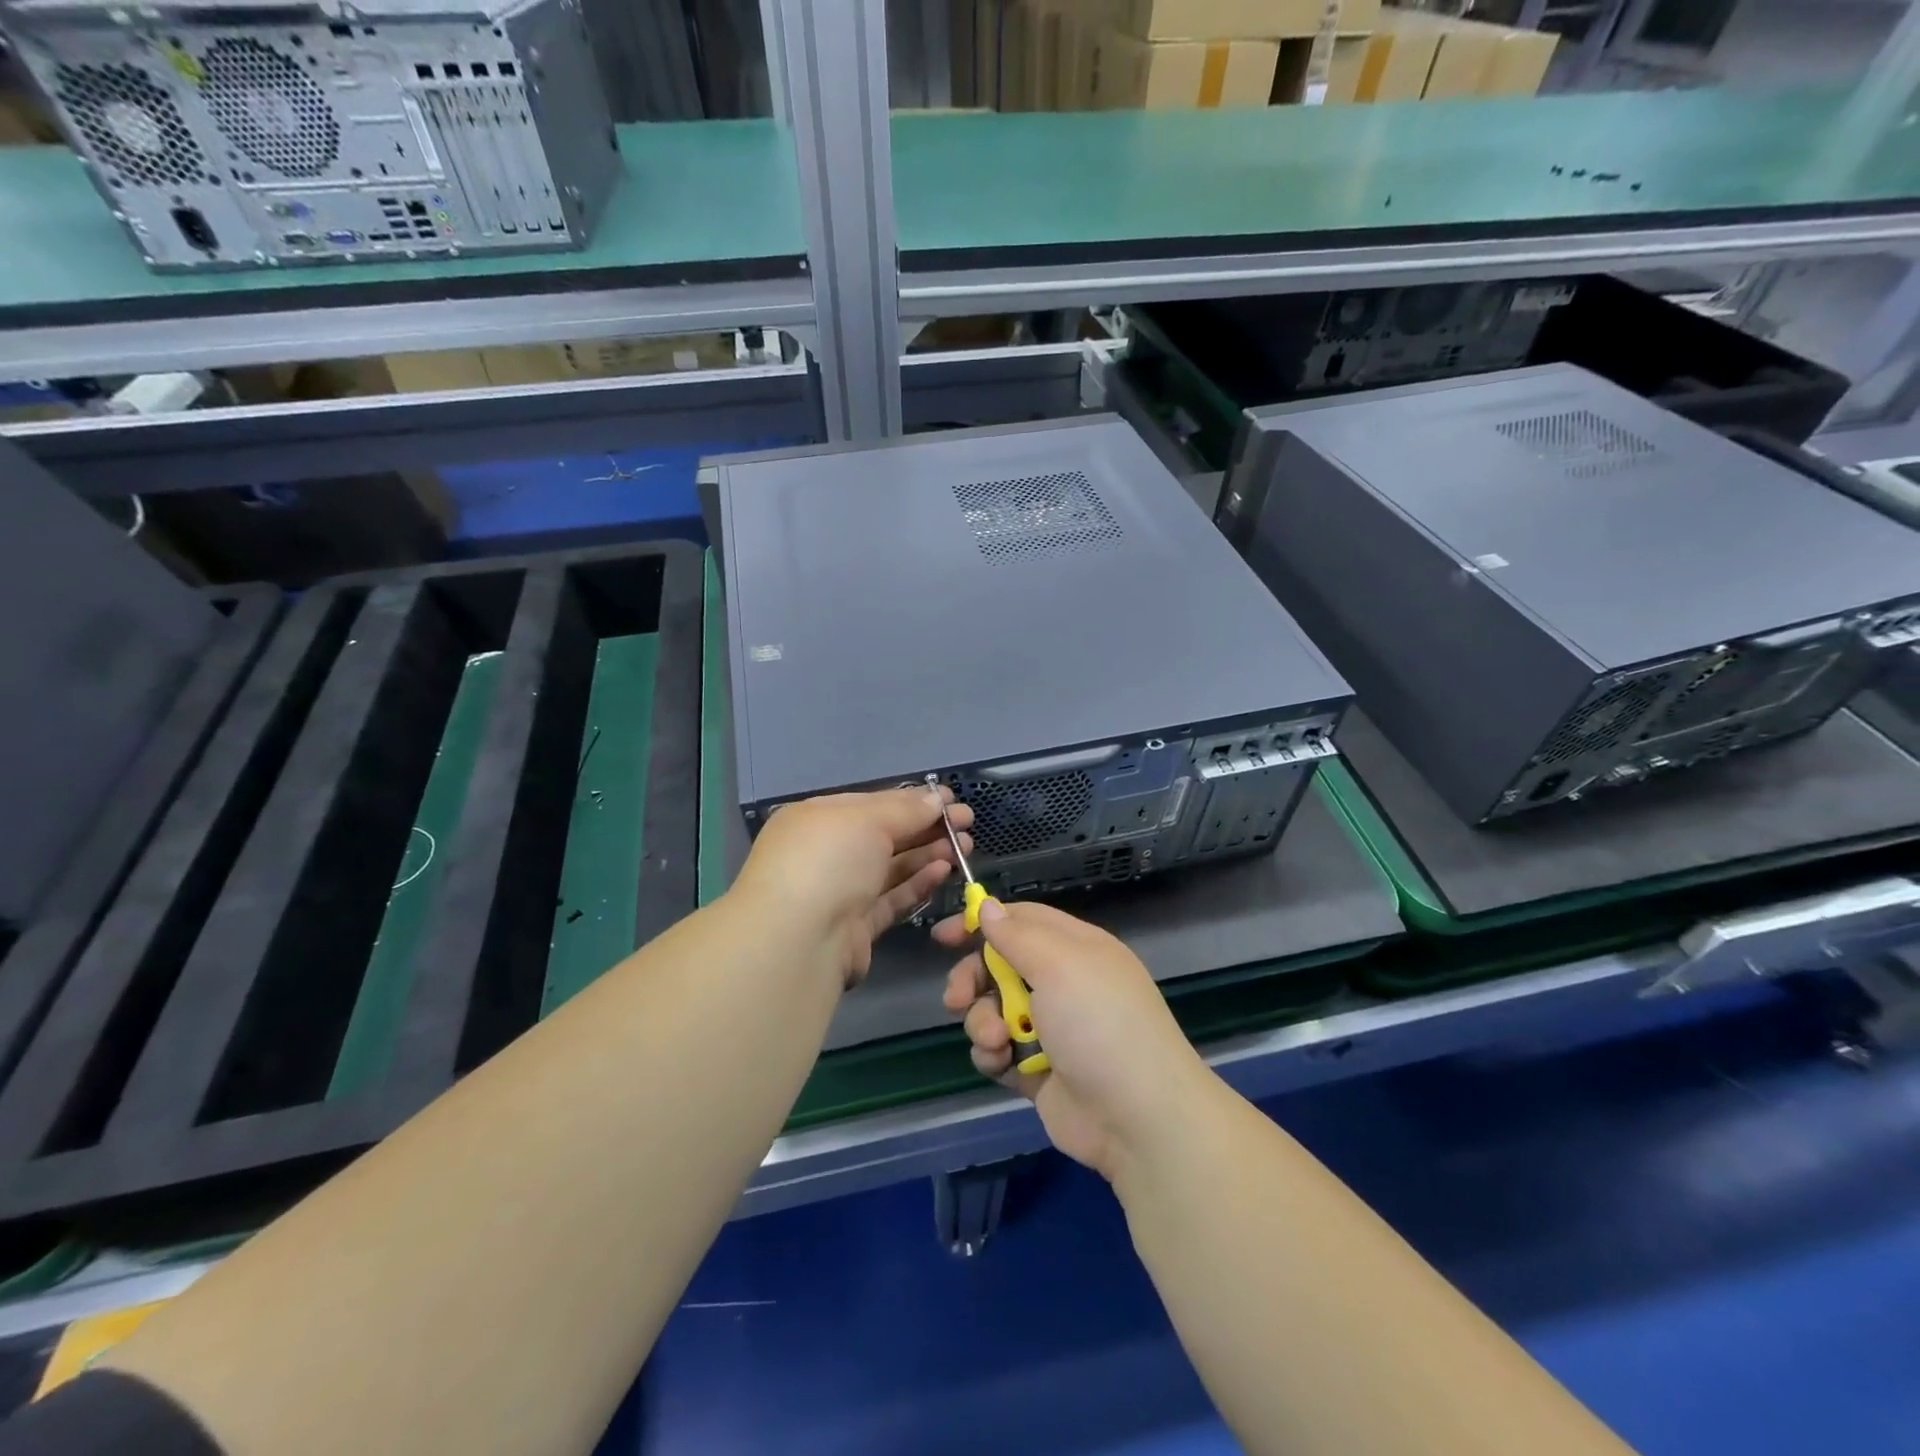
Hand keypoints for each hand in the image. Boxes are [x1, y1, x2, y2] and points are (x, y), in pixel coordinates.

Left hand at [732, 787, 972, 986]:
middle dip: (927, 827)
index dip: (913, 800)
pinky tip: (944, 870)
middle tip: (967, 823)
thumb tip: (936, 799)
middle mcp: (827, 853)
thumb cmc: (827, 861)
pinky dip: (918, 884)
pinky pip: (893, 898)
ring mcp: (841, 891)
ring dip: (928, 854)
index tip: (950, 799)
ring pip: (892, 867)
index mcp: (818, 818)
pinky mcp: (857, 926)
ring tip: (964, 846)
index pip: (873, 803)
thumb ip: (906, 809)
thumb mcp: (867, 820)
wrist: (798, 941)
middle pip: (885, 835)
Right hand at [936, 900, 1212, 1182]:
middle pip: (999, 966)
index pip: (1021, 920)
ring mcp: (1050, 1029)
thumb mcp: (1059, 965)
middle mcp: (1062, 983)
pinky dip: (993, 1055)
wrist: (1137, 1118)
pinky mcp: (1037, 1070)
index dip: (982, 922)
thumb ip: (1017, 935)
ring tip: (997, 1040)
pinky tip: (1001, 1063)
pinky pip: (999, 1051)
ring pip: (993, 1010)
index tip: (943, 936)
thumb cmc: (1099, 1024)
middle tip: (956, 998)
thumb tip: (988, 906)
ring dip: (983, 1022)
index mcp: (1075, 949)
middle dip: (972, 980)